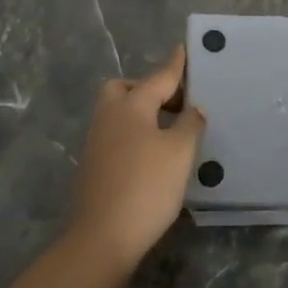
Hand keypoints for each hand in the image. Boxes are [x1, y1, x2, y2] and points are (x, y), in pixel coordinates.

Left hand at [67, 46, 204, 271]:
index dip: (176, 65)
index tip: (184, 49)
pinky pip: (118, 134)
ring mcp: (97, 141)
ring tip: (171, 129)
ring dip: (143, 113)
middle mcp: (109, 116)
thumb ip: (190, 124)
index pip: (159, 77)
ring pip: (119, 112)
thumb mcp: (180, 153)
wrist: (102, 238)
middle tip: (176, 102)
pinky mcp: (94, 165)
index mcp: (131, 105)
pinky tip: (154, 154)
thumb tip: (193, 109)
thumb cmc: (147, 187)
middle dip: (149, 89)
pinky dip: (135, 134)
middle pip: (126, 89)